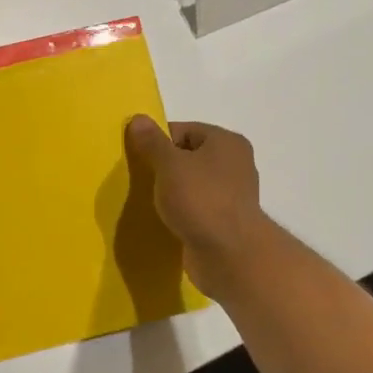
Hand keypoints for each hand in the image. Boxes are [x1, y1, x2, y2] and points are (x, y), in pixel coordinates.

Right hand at [125, 117, 275, 298]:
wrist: (229, 254)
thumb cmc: (200, 199)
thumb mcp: (169, 165)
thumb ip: (152, 142)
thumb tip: (138, 119)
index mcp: (226, 142)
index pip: (184, 130)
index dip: (159, 141)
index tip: (139, 158)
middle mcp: (235, 164)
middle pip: (189, 157)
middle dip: (164, 168)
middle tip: (141, 180)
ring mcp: (232, 195)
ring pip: (193, 185)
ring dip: (172, 193)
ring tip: (151, 203)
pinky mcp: (225, 222)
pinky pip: (197, 209)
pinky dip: (182, 213)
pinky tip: (165, 221)